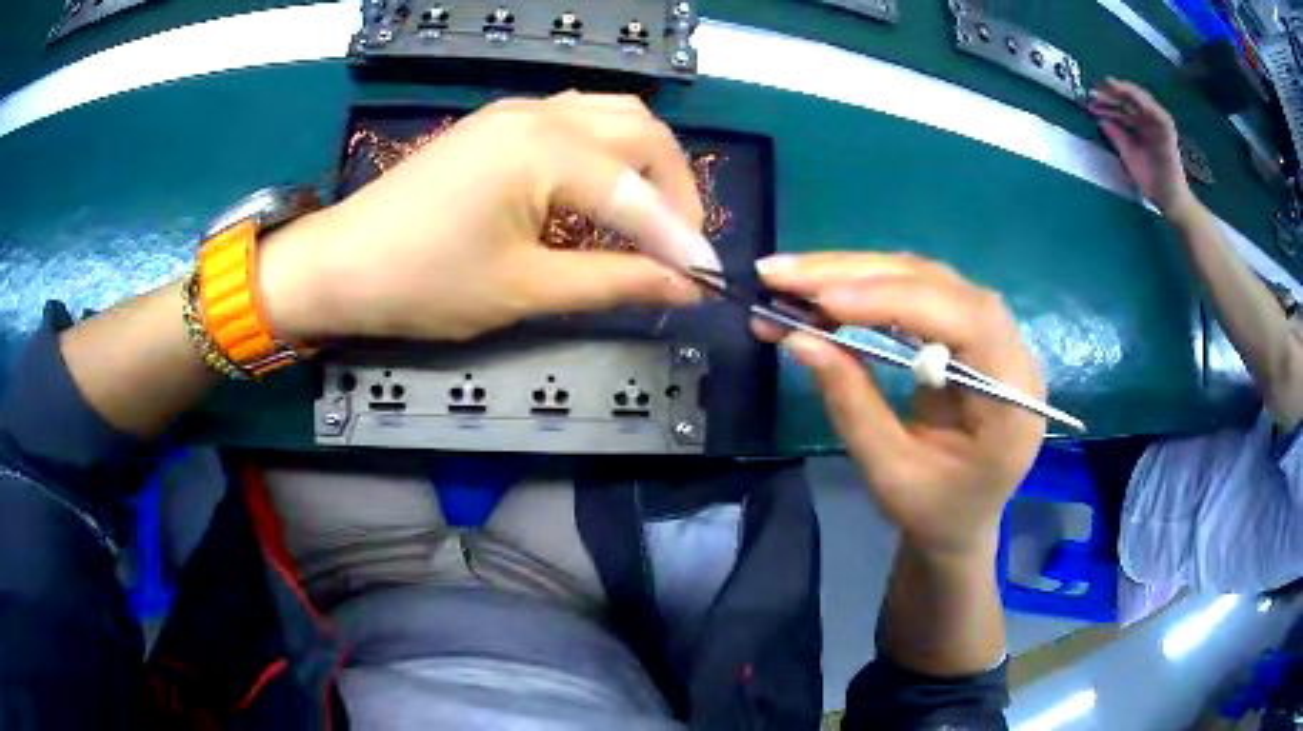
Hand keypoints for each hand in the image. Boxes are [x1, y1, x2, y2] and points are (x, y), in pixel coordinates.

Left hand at [258, 93, 705, 343]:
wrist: (341, 264)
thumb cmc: (423, 282)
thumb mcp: (524, 290)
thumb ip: (612, 281)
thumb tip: (680, 285)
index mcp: (545, 151)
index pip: (637, 194)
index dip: (680, 241)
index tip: (708, 280)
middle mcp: (540, 114)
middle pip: (642, 131)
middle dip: (674, 188)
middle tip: (678, 246)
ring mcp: (516, 111)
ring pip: (613, 114)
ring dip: (645, 161)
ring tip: (650, 216)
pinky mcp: (498, 121)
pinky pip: (577, 117)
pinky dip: (608, 149)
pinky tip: (603, 187)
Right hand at [755, 253, 1045, 558]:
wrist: (961, 523)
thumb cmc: (933, 512)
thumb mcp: (890, 473)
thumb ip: (852, 405)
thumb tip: (799, 338)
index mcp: (1014, 402)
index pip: (967, 322)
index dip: (898, 300)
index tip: (825, 301)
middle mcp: (1014, 355)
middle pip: (943, 286)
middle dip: (859, 274)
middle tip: (783, 274)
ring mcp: (995, 337)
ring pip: (927, 278)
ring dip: (857, 272)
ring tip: (792, 277)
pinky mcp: (970, 332)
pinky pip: (921, 291)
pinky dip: (870, 285)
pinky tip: (828, 288)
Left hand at [1089, 78, 1192, 214]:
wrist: (1168, 198)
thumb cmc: (1149, 178)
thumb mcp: (1126, 152)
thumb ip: (1115, 134)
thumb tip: (1099, 118)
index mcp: (1139, 124)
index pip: (1122, 106)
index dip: (1106, 100)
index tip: (1091, 99)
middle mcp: (1148, 119)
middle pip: (1128, 98)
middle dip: (1111, 93)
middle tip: (1094, 91)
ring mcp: (1158, 122)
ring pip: (1139, 98)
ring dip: (1122, 90)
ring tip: (1105, 87)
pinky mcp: (1167, 128)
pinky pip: (1154, 109)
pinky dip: (1139, 98)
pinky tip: (1123, 91)